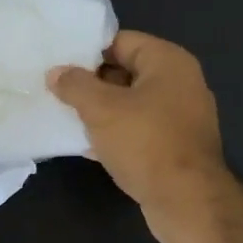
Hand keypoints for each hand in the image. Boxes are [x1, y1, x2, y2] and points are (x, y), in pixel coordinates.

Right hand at [48, 30, 229, 242]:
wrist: (186, 201)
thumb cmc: (145, 143)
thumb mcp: (101, 109)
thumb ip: (75, 85)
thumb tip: (56, 72)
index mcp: (168, 62)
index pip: (121, 41)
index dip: (88, 51)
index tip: (59, 65)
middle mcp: (180, 83)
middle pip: (126, 72)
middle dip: (91, 83)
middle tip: (57, 92)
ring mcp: (180, 117)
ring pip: (130, 104)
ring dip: (100, 111)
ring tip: (66, 117)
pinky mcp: (175, 147)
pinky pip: (138, 130)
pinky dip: (115, 134)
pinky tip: (87, 145)